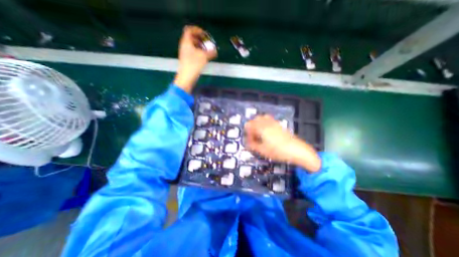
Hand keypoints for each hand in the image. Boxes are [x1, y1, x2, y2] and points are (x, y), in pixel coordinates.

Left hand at [173, 25, 217, 91]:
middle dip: (200, 39)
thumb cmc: (194, 65)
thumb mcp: (204, 57)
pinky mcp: (187, 60)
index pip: (190, 30)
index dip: (197, 30)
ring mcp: (185, 53)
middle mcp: (184, 46)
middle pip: (191, 38)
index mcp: (186, 42)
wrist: (186, 77)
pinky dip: (198, 52)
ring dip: (200, 46)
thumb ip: (211, 52)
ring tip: (207, 51)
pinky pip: (192, 52)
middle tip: (207, 43)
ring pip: (192, 46)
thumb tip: (215, 51)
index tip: (205, 34)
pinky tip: (204, 58)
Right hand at [243, 114, 321, 172]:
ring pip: (262, 117)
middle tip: (253, 136)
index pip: (249, 125)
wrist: (296, 150)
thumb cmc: (278, 151)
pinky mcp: (279, 124)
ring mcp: (274, 122)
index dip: (248, 133)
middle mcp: (267, 123)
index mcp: (261, 128)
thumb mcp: (262, 151)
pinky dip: (264, 123)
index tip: (250, 141)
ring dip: (258, 124)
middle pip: (255, 119)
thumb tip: (247, 143)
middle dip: (252, 127)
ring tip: (259, 133)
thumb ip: (252, 145)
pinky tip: (267, 132)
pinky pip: (269, 119)